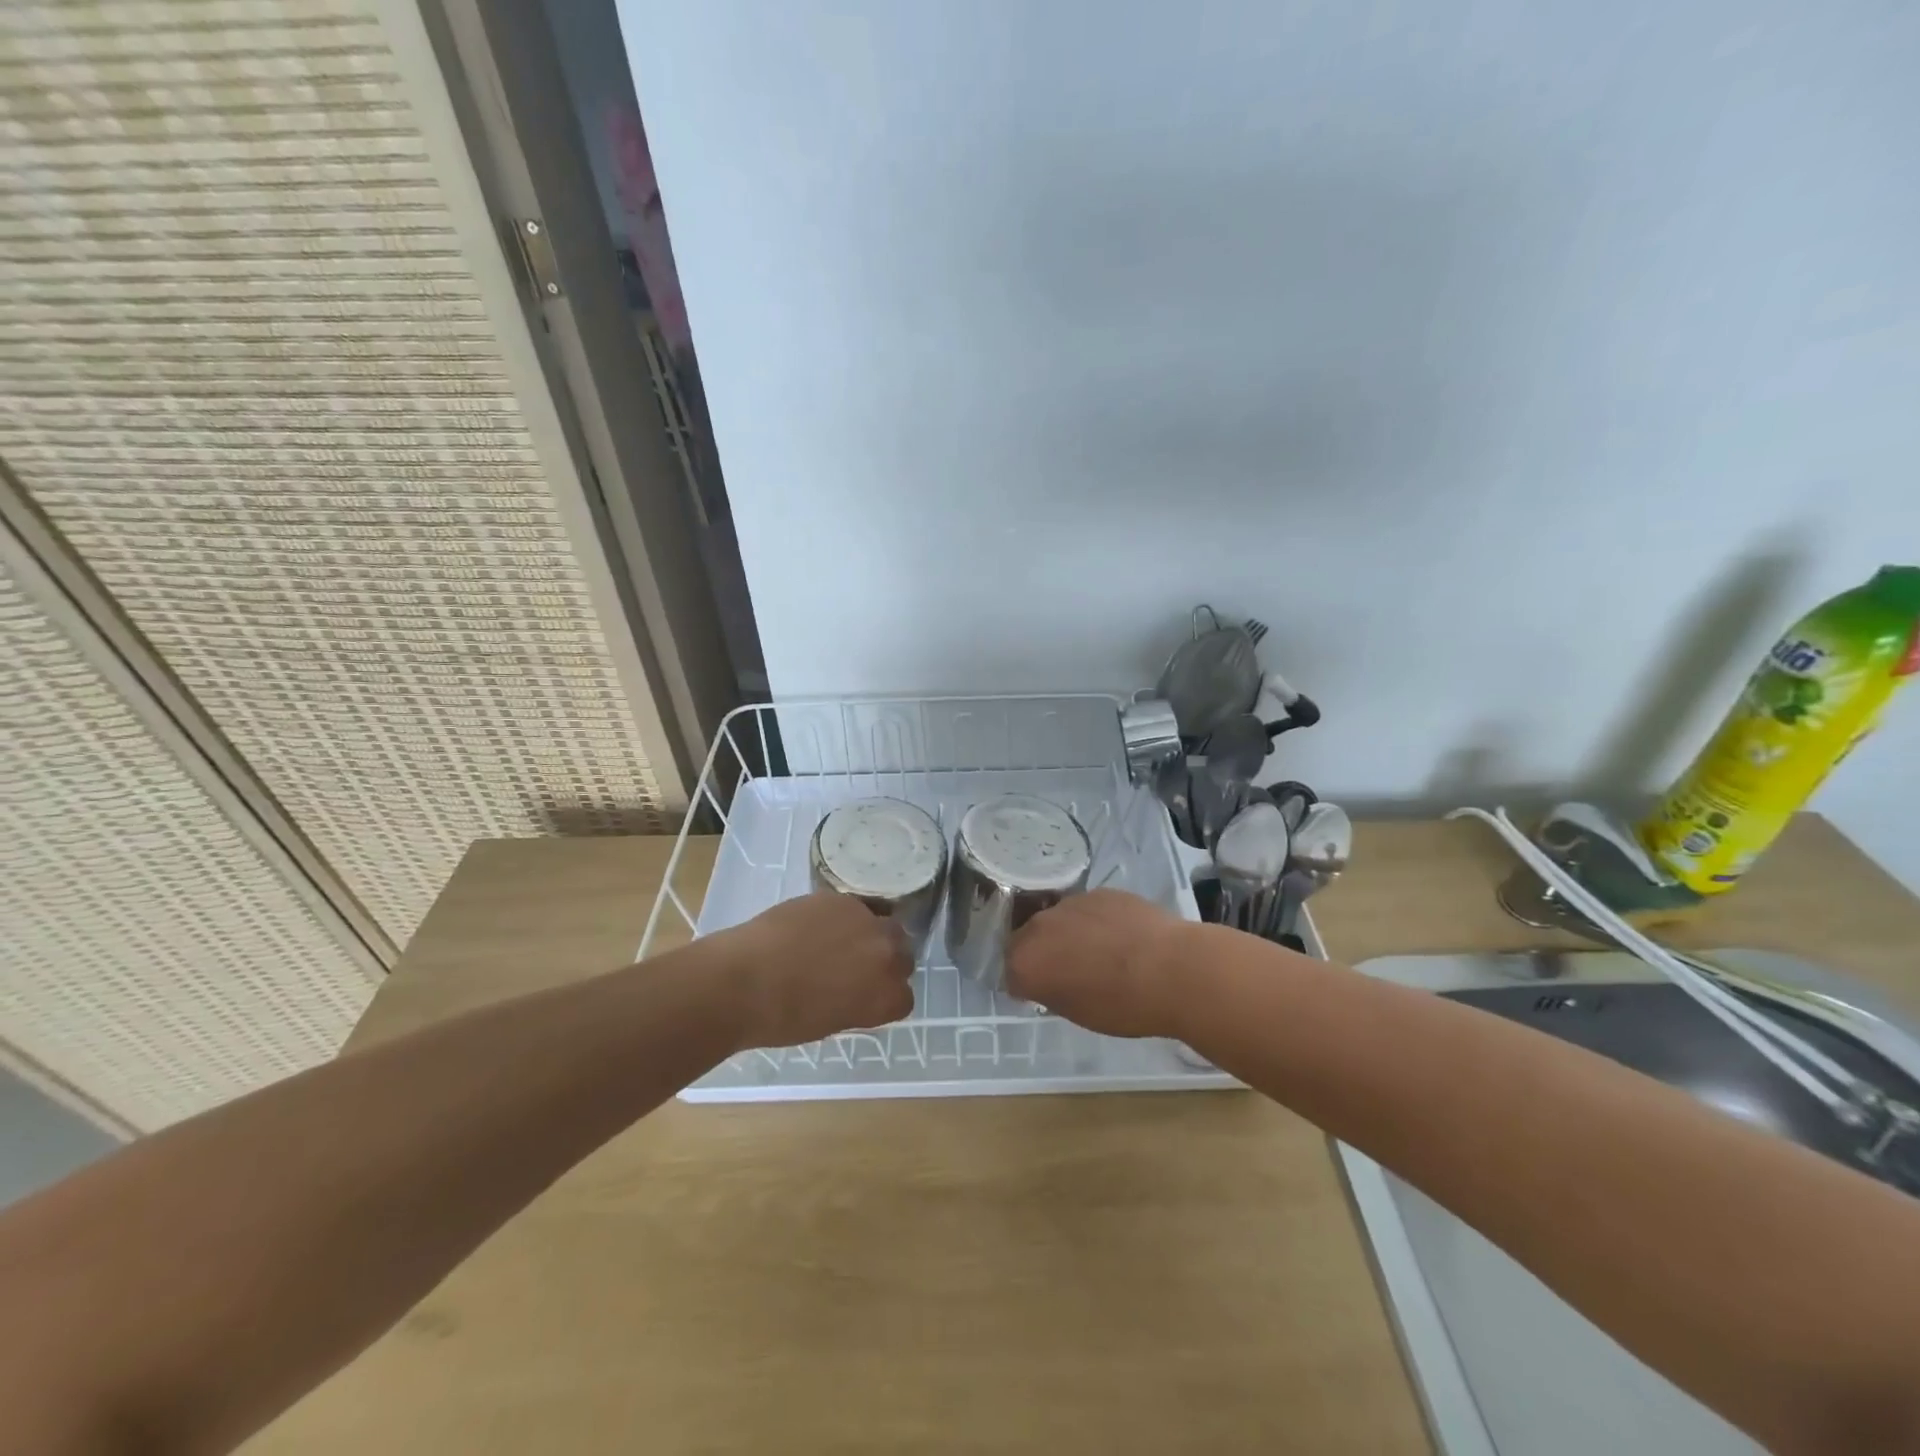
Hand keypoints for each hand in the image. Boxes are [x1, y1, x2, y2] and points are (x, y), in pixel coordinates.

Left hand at [712, 892, 915, 1049]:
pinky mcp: (841, 899)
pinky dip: (840, 916)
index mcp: (886, 997)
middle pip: (902, 952)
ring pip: (883, 922)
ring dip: (868, 932)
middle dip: (884, 959)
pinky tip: (814, 926)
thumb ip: (857, 1004)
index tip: (867, 996)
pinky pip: (853, 906)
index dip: (885, 995)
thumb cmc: (782, 1019)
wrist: (745, 981)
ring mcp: (866, 922)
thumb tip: (854, 990)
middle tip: (855, 965)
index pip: (904, 996)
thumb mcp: (831, 1022)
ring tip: (837, 940)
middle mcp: (887, 956)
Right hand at [1005, 889, 1192, 1038]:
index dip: (1027, 984)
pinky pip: (1087, 909)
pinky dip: (1095, 922)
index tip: (1045, 993)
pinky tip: (1120, 937)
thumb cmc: (1124, 1006)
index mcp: (1026, 962)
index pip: (1010, 972)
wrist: (1173, 970)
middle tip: (1069, 973)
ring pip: (1058, 920)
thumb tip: (1049, 981)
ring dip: (1068, 935)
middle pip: (1028, 939)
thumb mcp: (1077, 1013)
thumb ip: (1052, 992)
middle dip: (1043, 954)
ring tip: (1100, 954)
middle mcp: (1040, 926)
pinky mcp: (1100, 892)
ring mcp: (1071, 903)